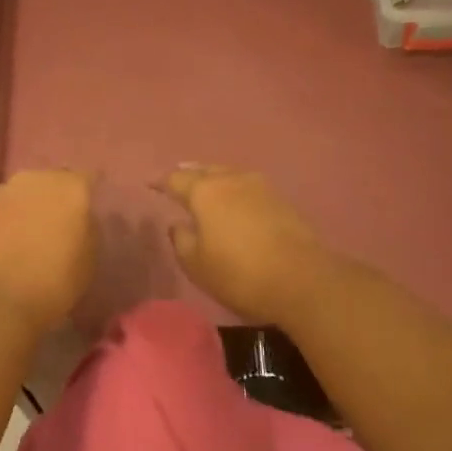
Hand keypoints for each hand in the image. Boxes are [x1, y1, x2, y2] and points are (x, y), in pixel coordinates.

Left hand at [0, 169, 95, 333]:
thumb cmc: (54, 284)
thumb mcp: (89, 259)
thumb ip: (86, 229)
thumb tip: (77, 221)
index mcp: (70, 188)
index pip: (86, 181)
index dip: (84, 199)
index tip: (83, 219)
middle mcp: (34, 179)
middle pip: (47, 184)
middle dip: (51, 202)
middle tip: (52, 231)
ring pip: (16, 196)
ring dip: (21, 212)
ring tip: (20, 244)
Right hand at [156, 165, 329, 324]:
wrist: (301, 279)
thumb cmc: (238, 273)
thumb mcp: (196, 264)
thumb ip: (181, 239)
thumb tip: (179, 224)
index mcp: (205, 191)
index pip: (176, 179)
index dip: (161, 182)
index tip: (150, 184)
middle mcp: (232, 180)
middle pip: (205, 171)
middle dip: (189, 174)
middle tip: (178, 179)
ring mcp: (261, 187)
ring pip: (230, 175)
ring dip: (215, 180)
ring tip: (205, 188)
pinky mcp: (282, 201)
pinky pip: (248, 188)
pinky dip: (235, 191)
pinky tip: (234, 202)